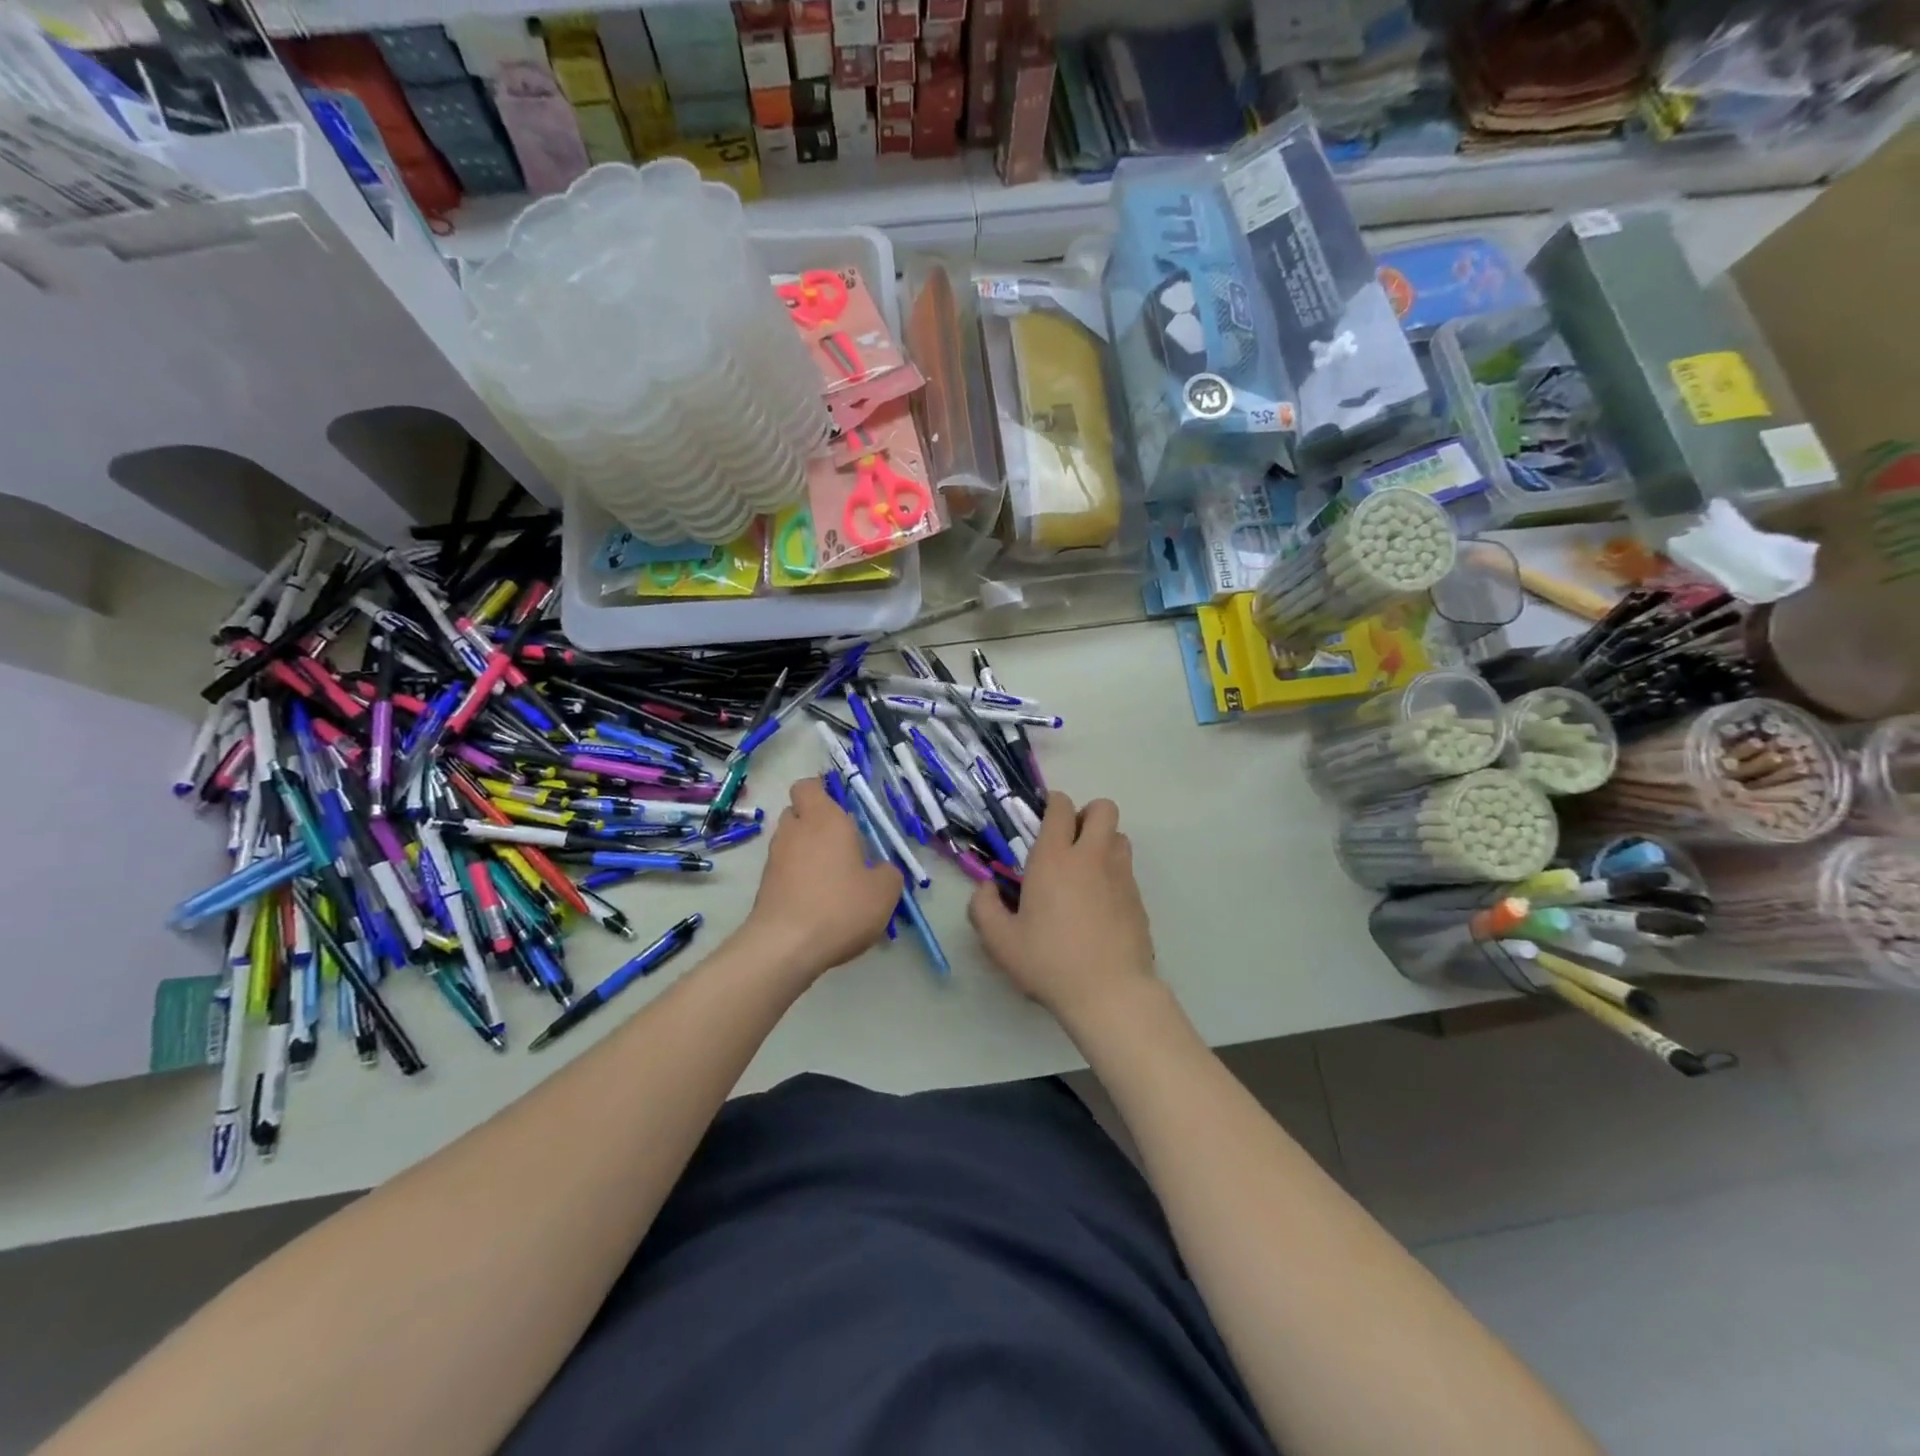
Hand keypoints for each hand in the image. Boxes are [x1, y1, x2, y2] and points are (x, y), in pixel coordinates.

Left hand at [743, 778, 903, 982]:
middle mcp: (794, 831)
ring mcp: (774, 858)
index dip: (821, 792)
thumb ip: (888, 872)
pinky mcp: (764, 886)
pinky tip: (818, 901)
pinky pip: (784, 869)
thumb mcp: (884, 891)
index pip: (808, 786)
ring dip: (807, 851)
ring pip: (790, 841)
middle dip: (816, 823)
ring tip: (832, 877)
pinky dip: (798, 877)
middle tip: (843, 845)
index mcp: (824, 819)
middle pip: (798, 812)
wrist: (785, 947)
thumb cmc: (840, 906)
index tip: (842, 809)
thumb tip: (881, 870)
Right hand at [968, 793, 1155, 1022]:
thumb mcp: (1000, 941)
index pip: (1060, 807)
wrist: (1110, 992)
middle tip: (1069, 841)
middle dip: (1086, 814)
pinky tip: (1099, 905)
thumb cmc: (1049, 962)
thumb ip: (984, 908)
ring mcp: (1120, 876)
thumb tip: (985, 888)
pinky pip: (1127, 870)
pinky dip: (1114, 874)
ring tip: (1085, 871)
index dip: (1053, 804)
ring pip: (1119, 836)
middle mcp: (1091, 857)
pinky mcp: (1138, 899)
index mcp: (1054, 859)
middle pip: (1103, 809)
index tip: (1044, 818)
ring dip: (1103, 842)